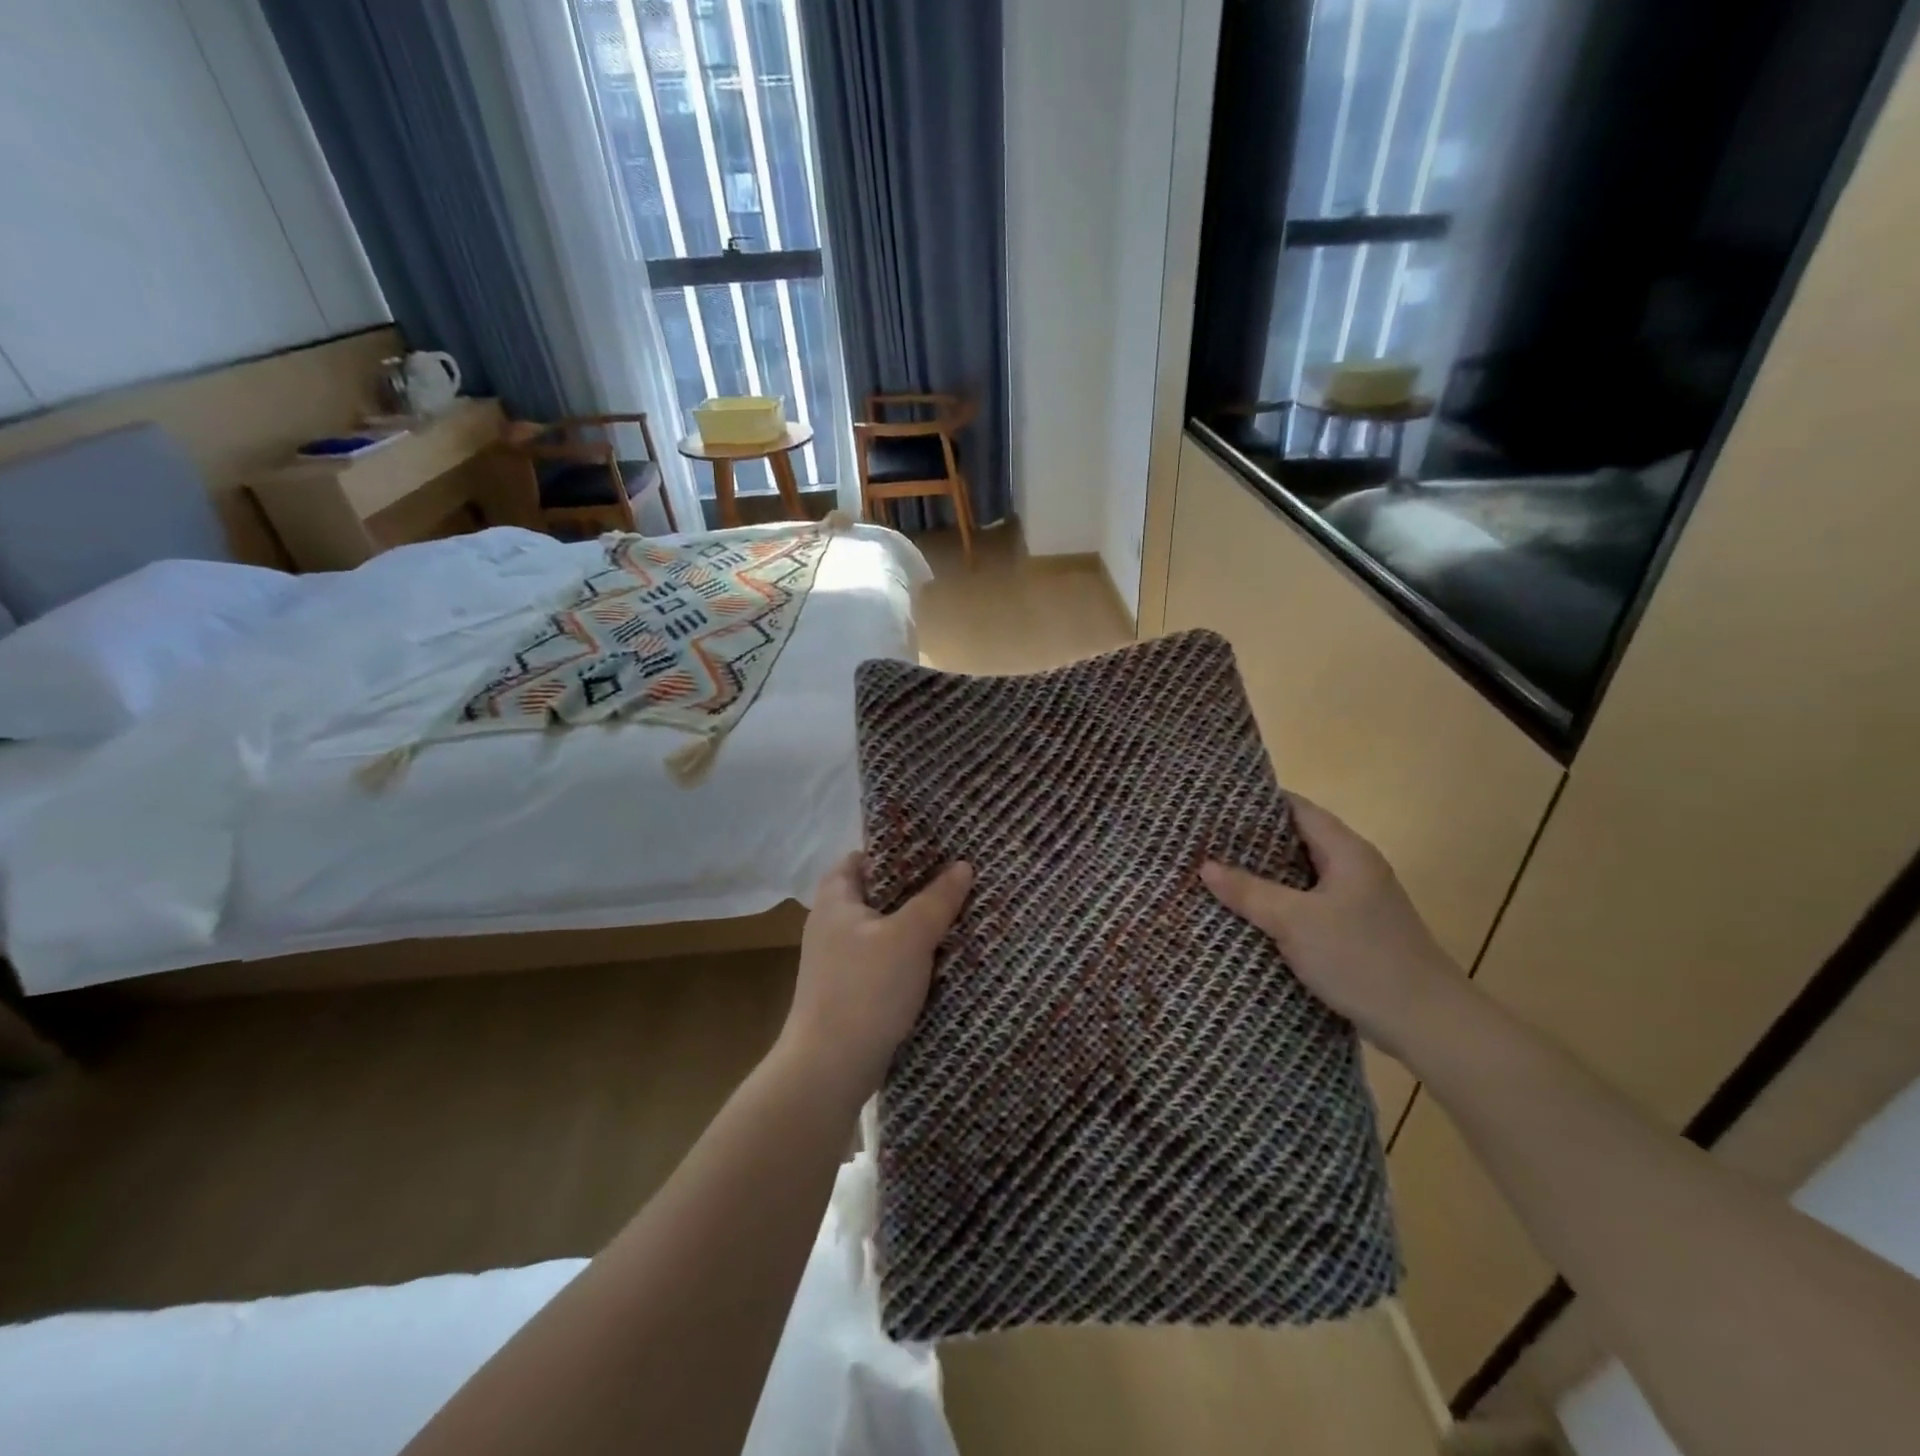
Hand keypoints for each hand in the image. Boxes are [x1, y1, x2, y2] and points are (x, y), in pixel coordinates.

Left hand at [779, 851, 973, 1100]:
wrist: (829, 1069)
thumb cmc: (866, 989)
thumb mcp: (909, 937)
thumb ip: (937, 899)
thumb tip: (963, 865)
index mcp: (836, 899)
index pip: (862, 856)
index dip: (896, 849)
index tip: (935, 848)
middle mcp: (833, 923)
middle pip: (879, 892)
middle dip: (917, 887)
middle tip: (958, 879)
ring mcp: (840, 960)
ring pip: (886, 928)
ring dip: (917, 924)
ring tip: (959, 914)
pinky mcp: (852, 990)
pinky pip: (886, 959)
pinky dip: (910, 955)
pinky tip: (942, 958)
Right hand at [1201, 795, 1467, 1061]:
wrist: (1427, 1024)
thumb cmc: (1361, 959)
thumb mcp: (1295, 922)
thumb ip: (1249, 891)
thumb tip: (1205, 865)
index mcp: (1348, 852)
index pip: (1298, 809)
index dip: (1257, 803)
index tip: (1216, 805)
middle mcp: (1356, 868)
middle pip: (1299, 840)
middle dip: (1253, 840)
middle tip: (1206, 840)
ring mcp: (1359, 901)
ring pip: (1302, 876)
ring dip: (1265, 875)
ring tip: (1218, 873)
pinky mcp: (1356, 931)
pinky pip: (1309, 904)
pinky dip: (1280, 903)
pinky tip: (1250, 914)